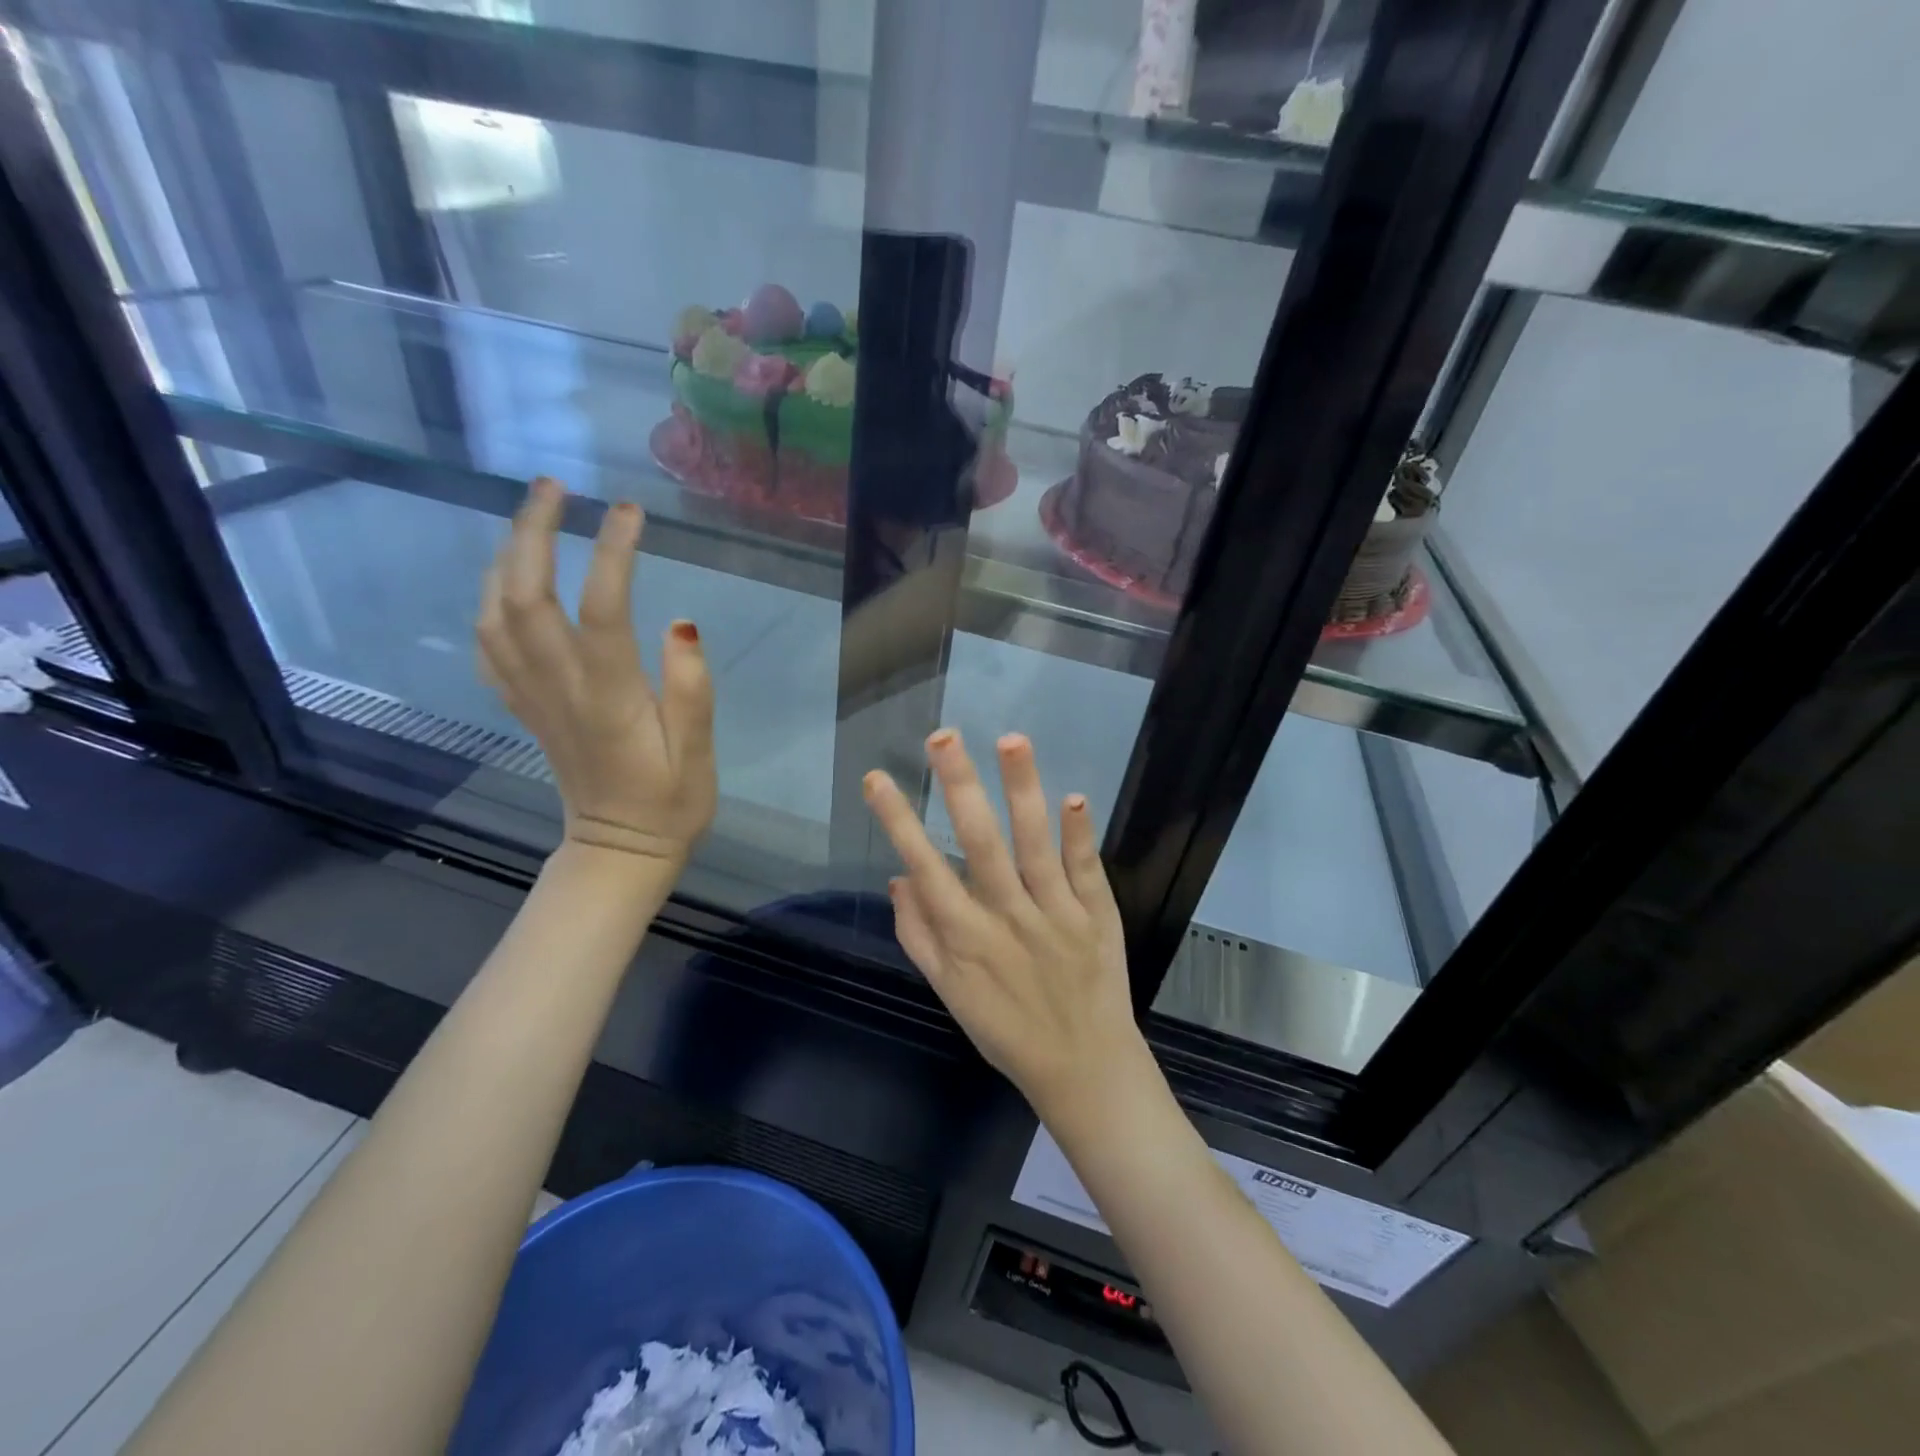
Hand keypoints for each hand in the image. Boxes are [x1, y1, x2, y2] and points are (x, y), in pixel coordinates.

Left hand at [478, 477, 715, 868]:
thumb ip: (691, 690)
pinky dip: (489, 600)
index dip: (613, 553)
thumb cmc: (670, 803)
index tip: (630, 511)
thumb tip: (683, 624)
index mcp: (609, 698)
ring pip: (494, 613)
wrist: (618, 851)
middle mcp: (559, 688)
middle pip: (524, 596)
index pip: (601, 609)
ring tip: (532, 518)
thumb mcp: (699, 754)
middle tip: (555, 487)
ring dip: (505, 556)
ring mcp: (532, 697)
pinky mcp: (523, 707)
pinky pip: (487, 645)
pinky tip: (507, 581)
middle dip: (532, 532)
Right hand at [862, 729, 1149, 1125]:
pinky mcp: (1097, 915)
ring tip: (1011, 740)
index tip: (877, 778)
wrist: (1084, 1068)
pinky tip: (1073, 798)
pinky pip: (1086, 868)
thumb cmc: (1007, 1030)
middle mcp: (1008, 917)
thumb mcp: (949, 993)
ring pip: (1035, 843)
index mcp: (966, 937)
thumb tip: (898, 877)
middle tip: (943, 737)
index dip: (898, 821)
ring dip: (1023, 790)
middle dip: (960, 787)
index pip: (924, 867)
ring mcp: (1056, 913)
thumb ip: (920, 936)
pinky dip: (1079, 834)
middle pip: (981, 843)